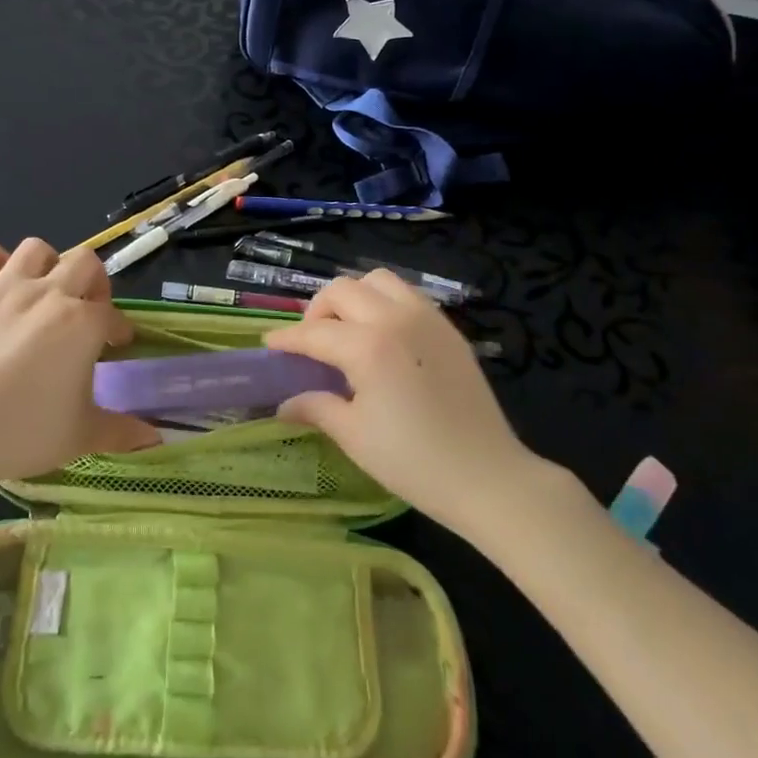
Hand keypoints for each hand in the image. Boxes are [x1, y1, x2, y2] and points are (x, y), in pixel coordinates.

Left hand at [0, 238, 157, 487]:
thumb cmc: (24, 432)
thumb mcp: (82, 435)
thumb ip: (122, 431)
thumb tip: (155, 438)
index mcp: (83, 323)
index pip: (112, 315)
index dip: (117, 331)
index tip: (115, 348)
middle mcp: (49, 294)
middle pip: (85, 262)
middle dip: (93, 284)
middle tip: (86, 313)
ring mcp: (5, 289)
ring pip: (36, 248)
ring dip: (48, 265)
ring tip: (46, 292)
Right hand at [267, 271, 549, 533]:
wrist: (488, 477)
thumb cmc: (414, 463)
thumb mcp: (355, 437)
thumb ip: (316, 408)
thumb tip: (284, 403)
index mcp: (368, 347)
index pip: (314, 333)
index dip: (287, 339)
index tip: (270, 345)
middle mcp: (395, 319)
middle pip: (342, 290)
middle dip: (317, 311)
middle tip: (311, 342)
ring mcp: (426, 318)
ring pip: (377, 281)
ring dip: (354, 297)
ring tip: (348, 331)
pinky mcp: (448, 328)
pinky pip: (407, 295)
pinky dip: (384, 302)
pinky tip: (382, 336)